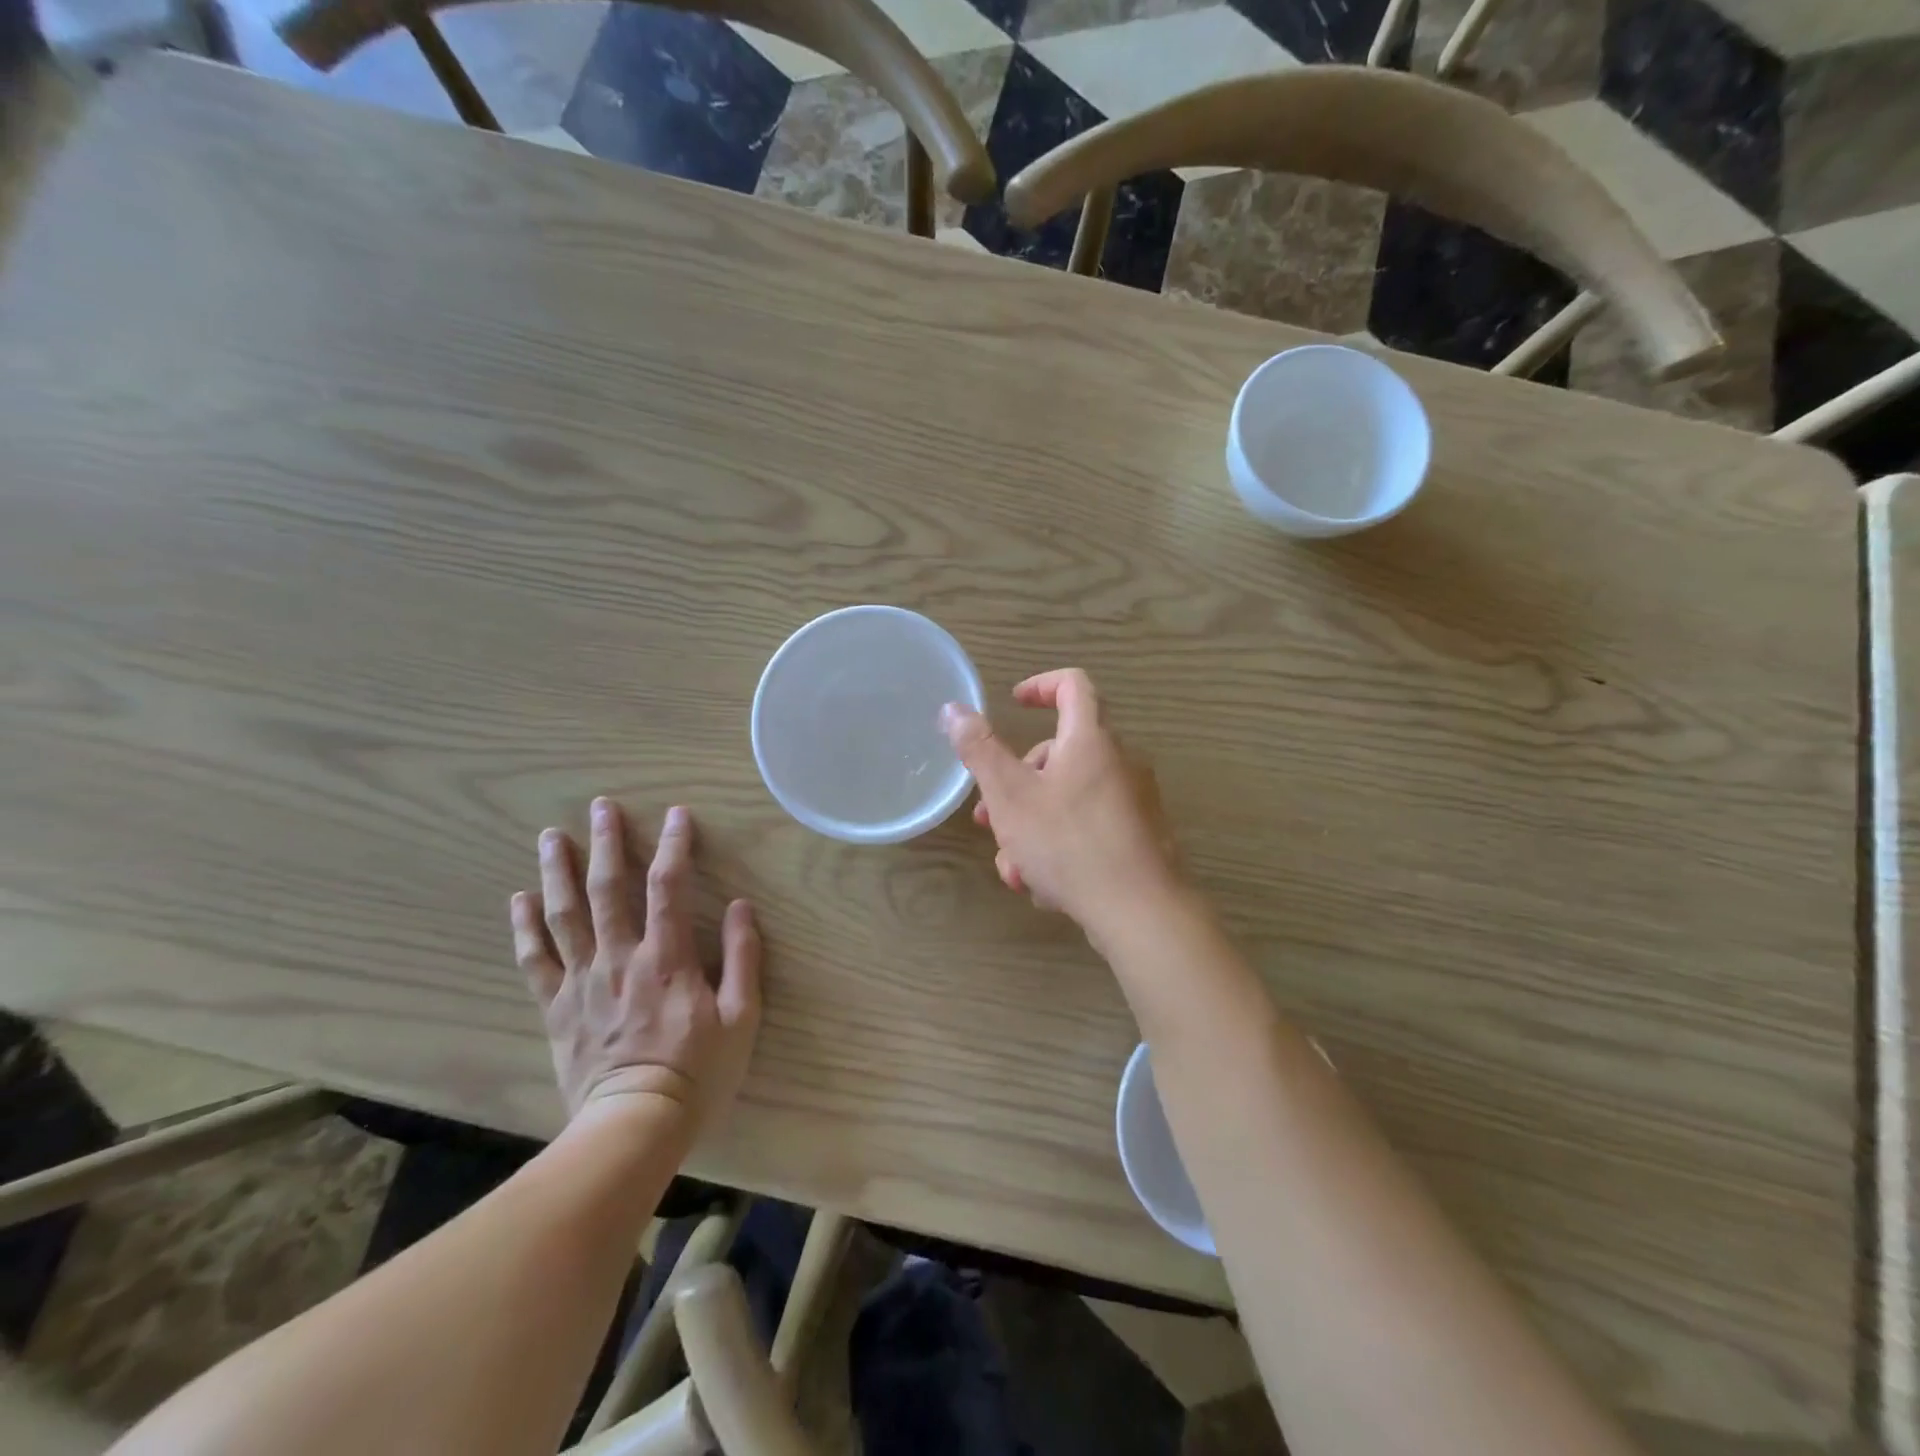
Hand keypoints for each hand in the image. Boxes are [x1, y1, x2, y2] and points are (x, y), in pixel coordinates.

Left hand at [510, 799, 760, 1132]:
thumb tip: (742, 905)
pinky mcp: (557, 1008)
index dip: (674, 845)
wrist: (634, 1127)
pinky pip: (535, 960)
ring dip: (558, 872)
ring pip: (564, 915)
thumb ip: (744, 957)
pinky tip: (520, 899)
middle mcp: (619, 958)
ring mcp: (582, 982)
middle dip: (606, 843)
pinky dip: (526, 927)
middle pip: (607, 889)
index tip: (677, 814)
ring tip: (551, 836)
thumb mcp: (742, 1017)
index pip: (669, 886)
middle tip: (602, 806)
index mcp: (667, 957)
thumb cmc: (698, 1071)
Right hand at [943, 669, 1180, 939]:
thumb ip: (980, 750)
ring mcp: (1132, 802)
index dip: (1040, 686)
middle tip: (988, 818)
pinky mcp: (1138, 837)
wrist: (1141, 912)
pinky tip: (1042, 886)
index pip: (1073, 685)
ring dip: (1031, 825)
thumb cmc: (1069, 843)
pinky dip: (1060, 846)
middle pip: (1060, 752)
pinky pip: (1089, 827)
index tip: (1013, 704)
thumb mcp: (1010, 795)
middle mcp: (1118, 762)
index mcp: (1090, 739)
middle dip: (1016, 782)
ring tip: (1013, 869)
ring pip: (1068, 798)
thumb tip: (954, 709)